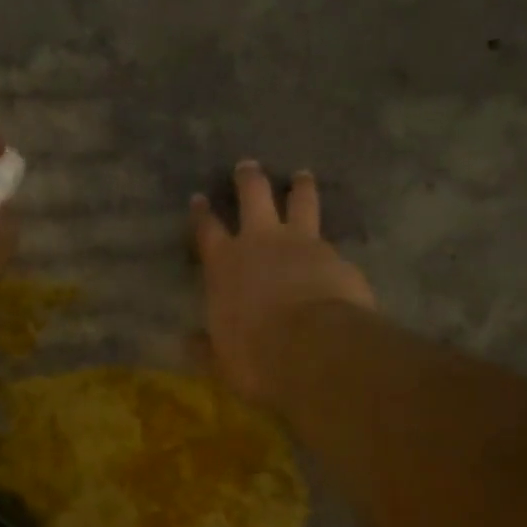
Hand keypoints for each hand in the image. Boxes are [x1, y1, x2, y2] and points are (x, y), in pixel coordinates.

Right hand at [191, 161, 375, 402]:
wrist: (316, 350)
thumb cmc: (256, 356)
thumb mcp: (222, 360)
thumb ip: (206, 347)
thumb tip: (188, 342)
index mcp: (225, 264)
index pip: (207, 229)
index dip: (201, 214)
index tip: (198, 199)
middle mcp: (261, 242)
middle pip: (254, 195)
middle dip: (249, 178)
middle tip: (249, 166)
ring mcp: (303, 244)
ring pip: (301, 201)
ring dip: (300, 187)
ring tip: (302, 176)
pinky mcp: (337, 257)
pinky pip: (331, 244)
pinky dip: (329, 245)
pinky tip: (335, 253)